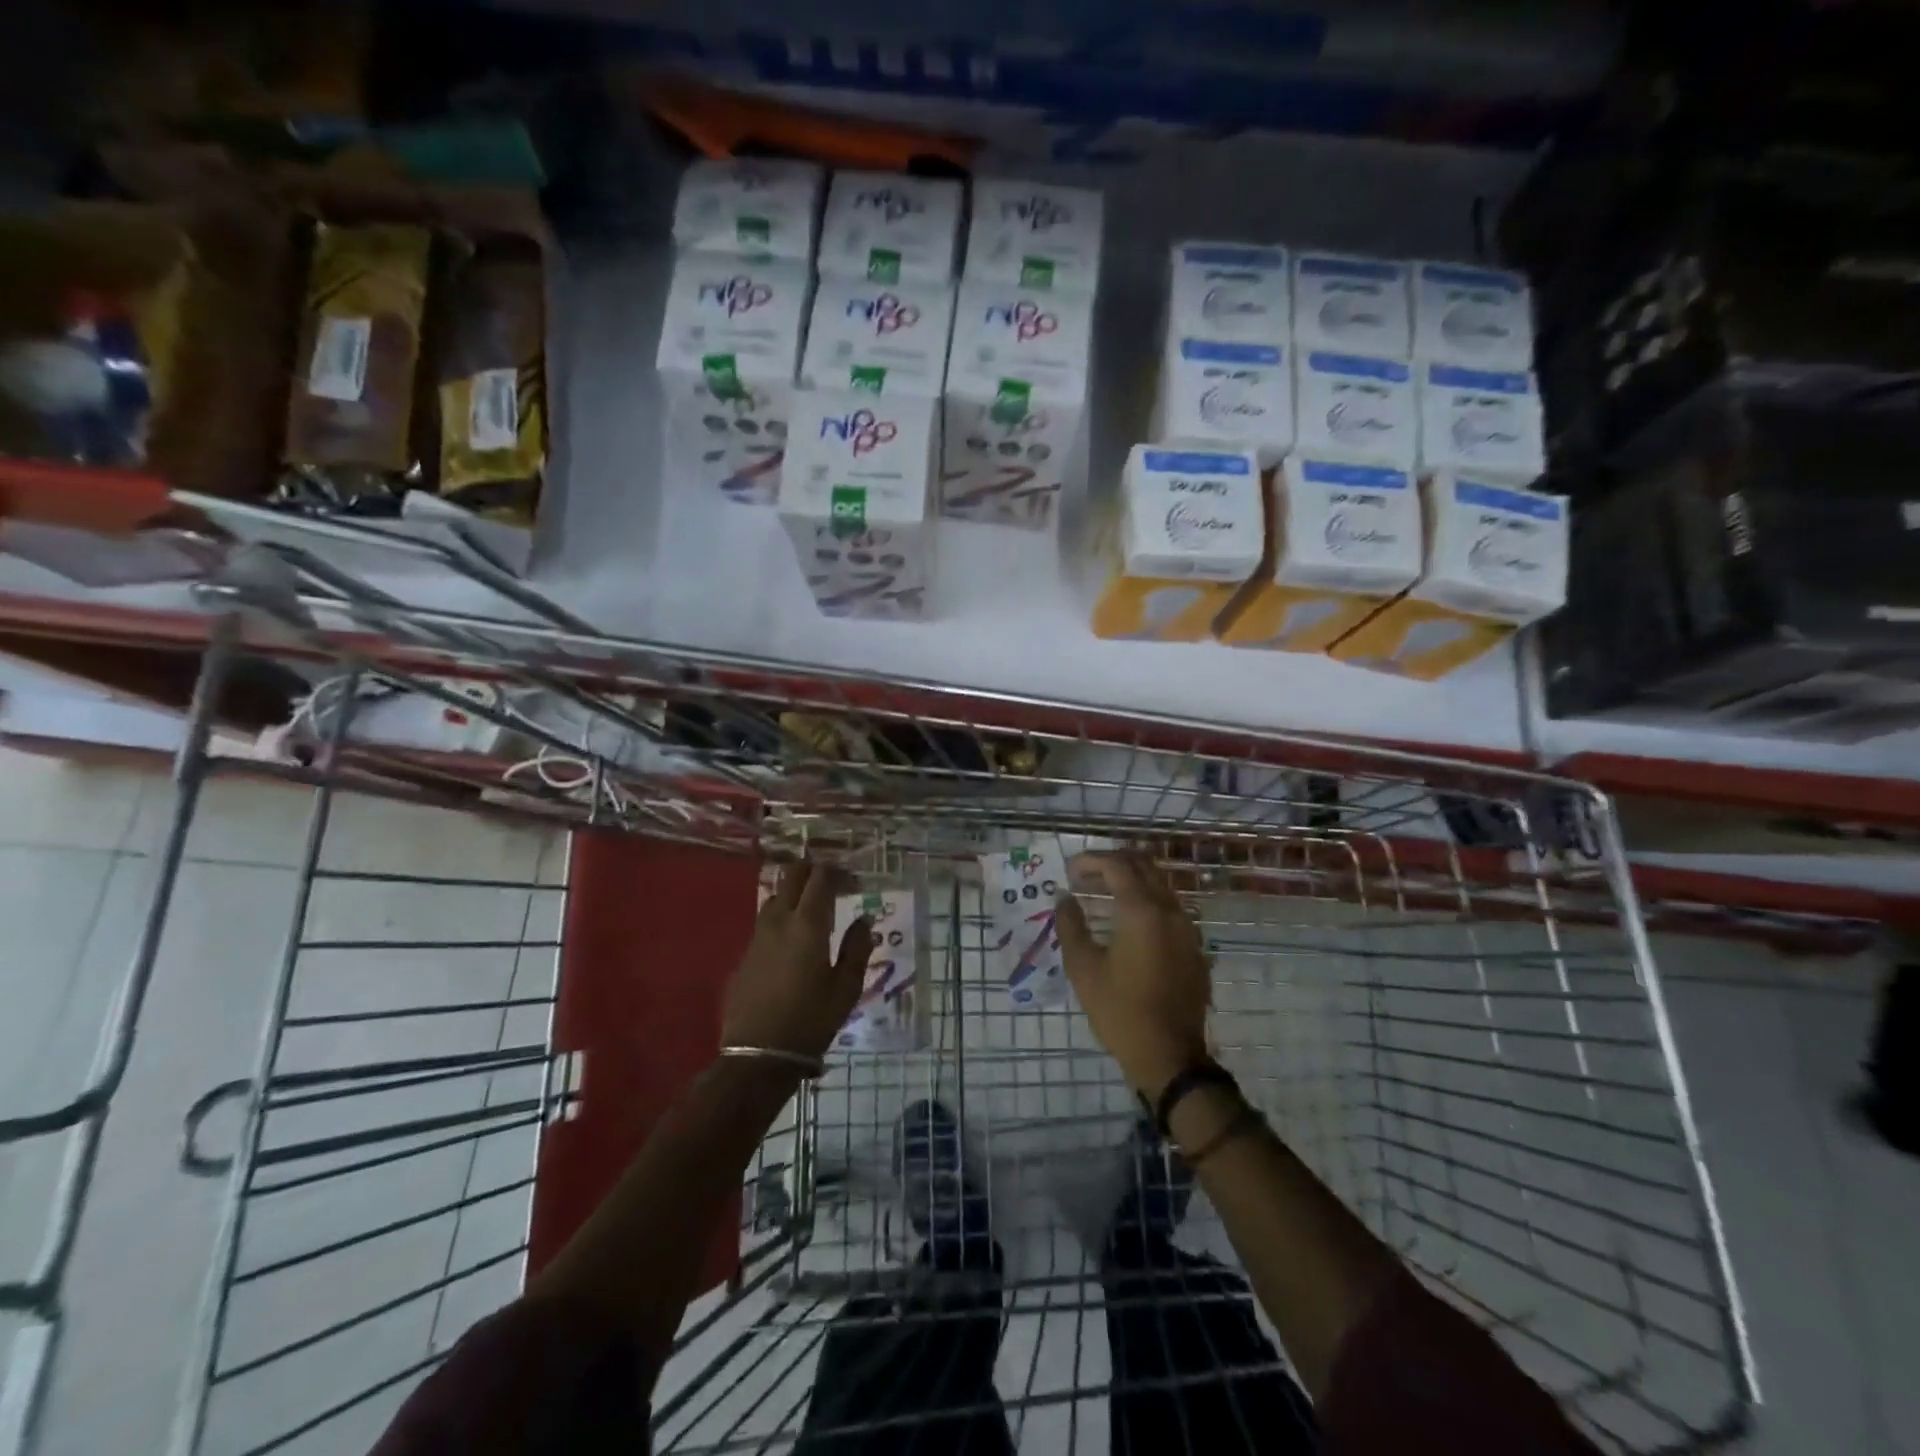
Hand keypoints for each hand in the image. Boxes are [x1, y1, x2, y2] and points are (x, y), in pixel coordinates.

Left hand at [722, 858, 872, 1060]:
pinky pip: (764, 925)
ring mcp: (757, 937)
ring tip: (813, 913)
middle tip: (832, 886)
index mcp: (808, 924)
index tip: (853, 883)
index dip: (838, 873)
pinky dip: (781, 921)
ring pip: (774, 898)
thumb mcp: (846, 988)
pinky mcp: (744, 956)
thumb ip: (857, 948)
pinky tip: (792, 945)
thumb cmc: (811, 1021)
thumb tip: (864, 920)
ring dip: (794, 895)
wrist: (758, 1057)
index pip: (820, 878)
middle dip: (813, 872)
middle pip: (792, 876)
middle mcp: (779, 921)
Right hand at [1056, 852, 1211, 1099]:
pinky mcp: (1194, 947)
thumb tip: (1065, 898)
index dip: (1090, 861)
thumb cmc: (1120, 1012)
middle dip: (1112, 863)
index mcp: (1142, 911)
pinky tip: (1129, 922)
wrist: (1170, 1057)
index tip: (1069, 871)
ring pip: (1160, 884)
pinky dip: (1147, 901)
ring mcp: (1188, 928)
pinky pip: (1171, 908)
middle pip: (1143, 865)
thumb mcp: (1084, 969)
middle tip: (1085, 876)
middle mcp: (1170, 910)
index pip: (1117, 865)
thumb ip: (1071, 926)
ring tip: (1103, 894)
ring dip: (1131, 880)